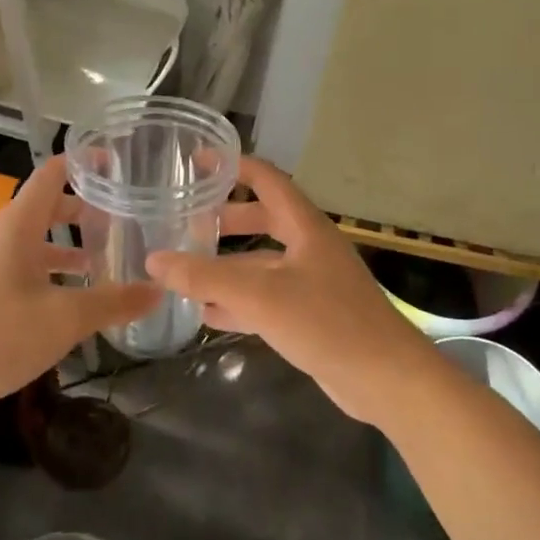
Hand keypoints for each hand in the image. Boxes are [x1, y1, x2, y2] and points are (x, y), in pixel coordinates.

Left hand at [0, 155, 159, 419]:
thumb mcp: (65, 319)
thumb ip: (113, 302)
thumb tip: (159, 290)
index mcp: (19, 224)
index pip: (53, 173)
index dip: (84, 163)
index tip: (118, 163)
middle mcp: (2, 234)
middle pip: (47, 206)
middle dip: (85, 209)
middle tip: (122, 217)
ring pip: (36, 239)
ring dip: (69, 244)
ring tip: (104, 259)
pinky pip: (24, 264)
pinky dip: (51, 269)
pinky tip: (70, 297)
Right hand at [146, 157, 431, 422]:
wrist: (386, 380)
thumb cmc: (327, 322)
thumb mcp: (260, 296)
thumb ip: (205, 277)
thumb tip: (153, 259)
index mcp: (305, 226)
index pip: (267, 179)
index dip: (234, 165)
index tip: (198, 160)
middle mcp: (310, 247)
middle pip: (263, 219)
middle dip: (226, 219)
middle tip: (187, 221)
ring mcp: (313, 283)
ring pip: (263, 263)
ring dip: (228, 265)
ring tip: (187, 269)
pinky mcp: (313, 316)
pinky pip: (268, 298)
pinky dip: (239, 301)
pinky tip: (208, 314)